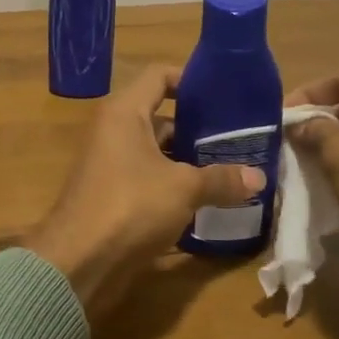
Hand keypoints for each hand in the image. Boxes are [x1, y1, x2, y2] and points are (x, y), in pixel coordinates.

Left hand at [25, 66, 264, 320]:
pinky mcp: (114, 196)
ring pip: (158, 152)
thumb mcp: (183, 188)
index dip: (191, 80)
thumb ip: (221, 179)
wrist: (78, 262)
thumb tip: (260, 178)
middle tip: (238, 136)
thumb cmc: (130, 207)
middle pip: (162, 117)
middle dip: (199, 127)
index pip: (159, 76)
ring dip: (189, 160)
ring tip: (231, 167)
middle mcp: (114, 132)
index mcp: (124, 113)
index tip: (225, 94)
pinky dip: (175, 185)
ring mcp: (112, 166)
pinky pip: (150, 180)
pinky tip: (207, 198)